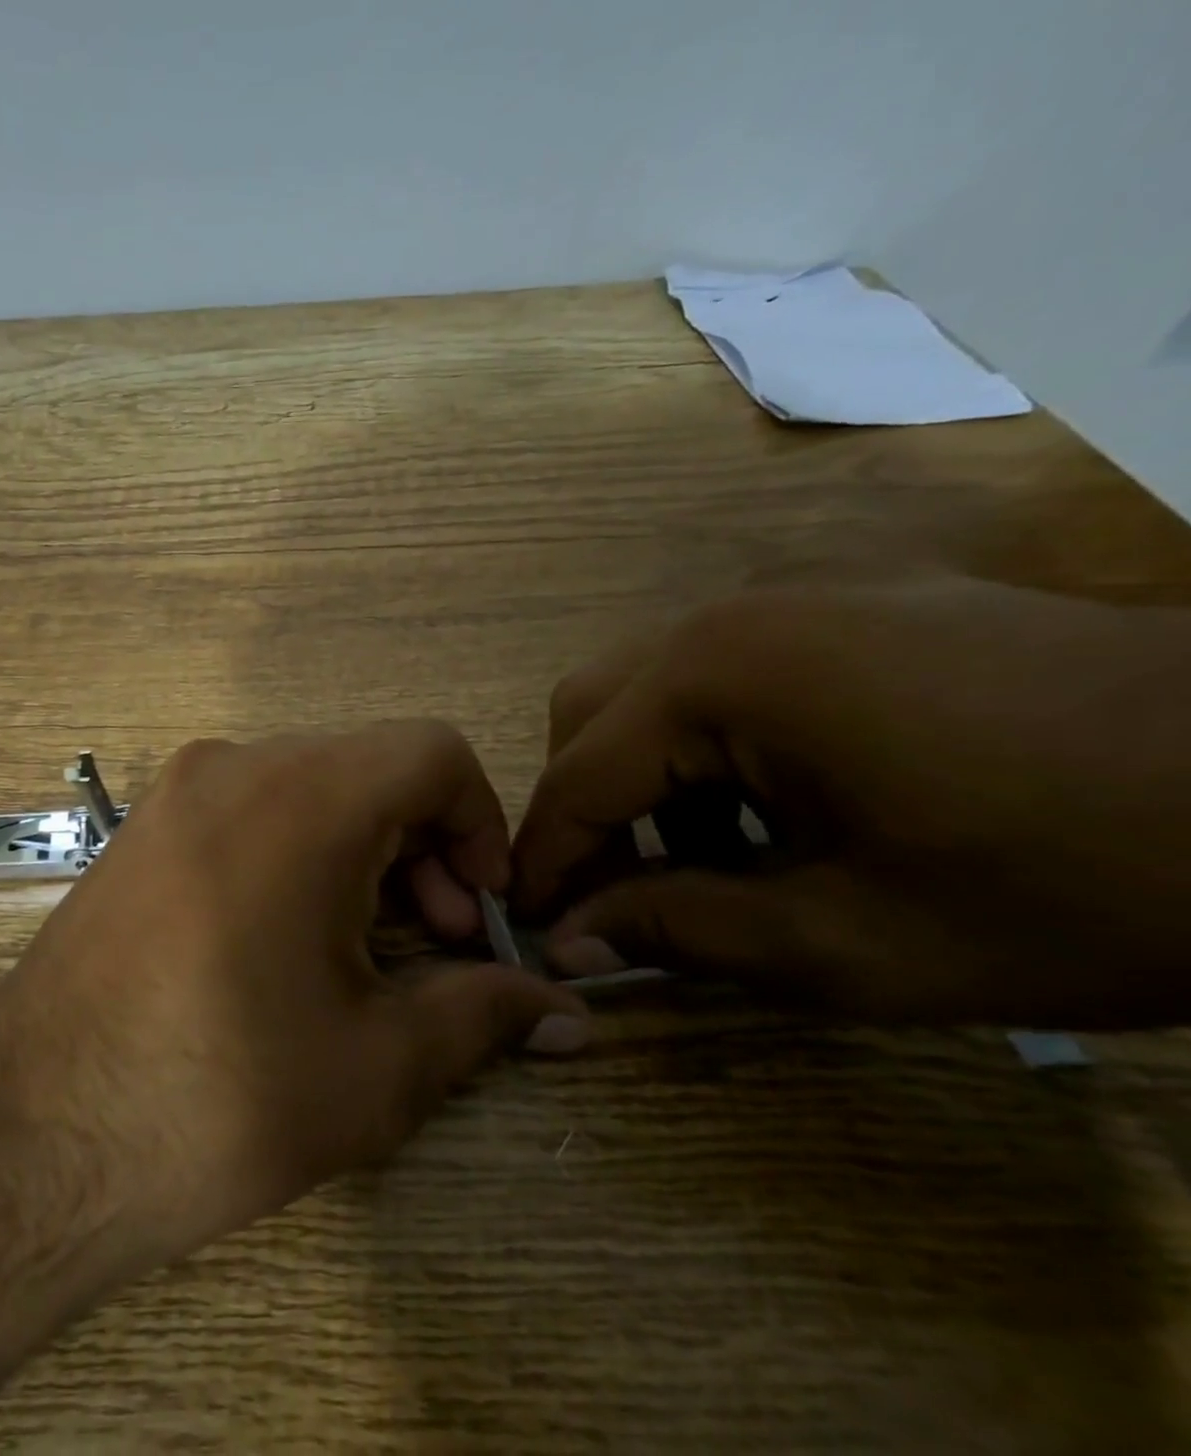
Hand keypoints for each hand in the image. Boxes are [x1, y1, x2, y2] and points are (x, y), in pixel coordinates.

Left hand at [0, 722, 588, 1280]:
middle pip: (370, 769)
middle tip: (435, 945)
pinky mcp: (141, 829)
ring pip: (310, 788)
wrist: (30, 1138)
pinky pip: (249, 810)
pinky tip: (290, 940)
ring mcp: (175, 791)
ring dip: (363, 852)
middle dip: (424, 847)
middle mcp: (232, 765)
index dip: (481, 821)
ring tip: (367, 952)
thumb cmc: (219, 1097)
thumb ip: (487, 1014)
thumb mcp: (379, 1065)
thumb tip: (567, 1013)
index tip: (480, 910)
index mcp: (300, 797)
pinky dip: (297, 852)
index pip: (432, 751)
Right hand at [511, 578, 1190, 1026]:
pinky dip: (706, 742)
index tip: (525, 928)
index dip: (543, 861)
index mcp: (719, 675)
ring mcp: (792, 593)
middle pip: (589, 711)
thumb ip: (680, 931)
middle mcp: (730, 612)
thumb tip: (566, 944)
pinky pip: (720, 669)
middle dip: (584, 807)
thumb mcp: (853, 942)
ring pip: (647, 686)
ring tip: (703, 856)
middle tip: (615, 892)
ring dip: (643, 774)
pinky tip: (772, 803)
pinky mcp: (845, 600)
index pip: (577, 776)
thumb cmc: (1081, 883)